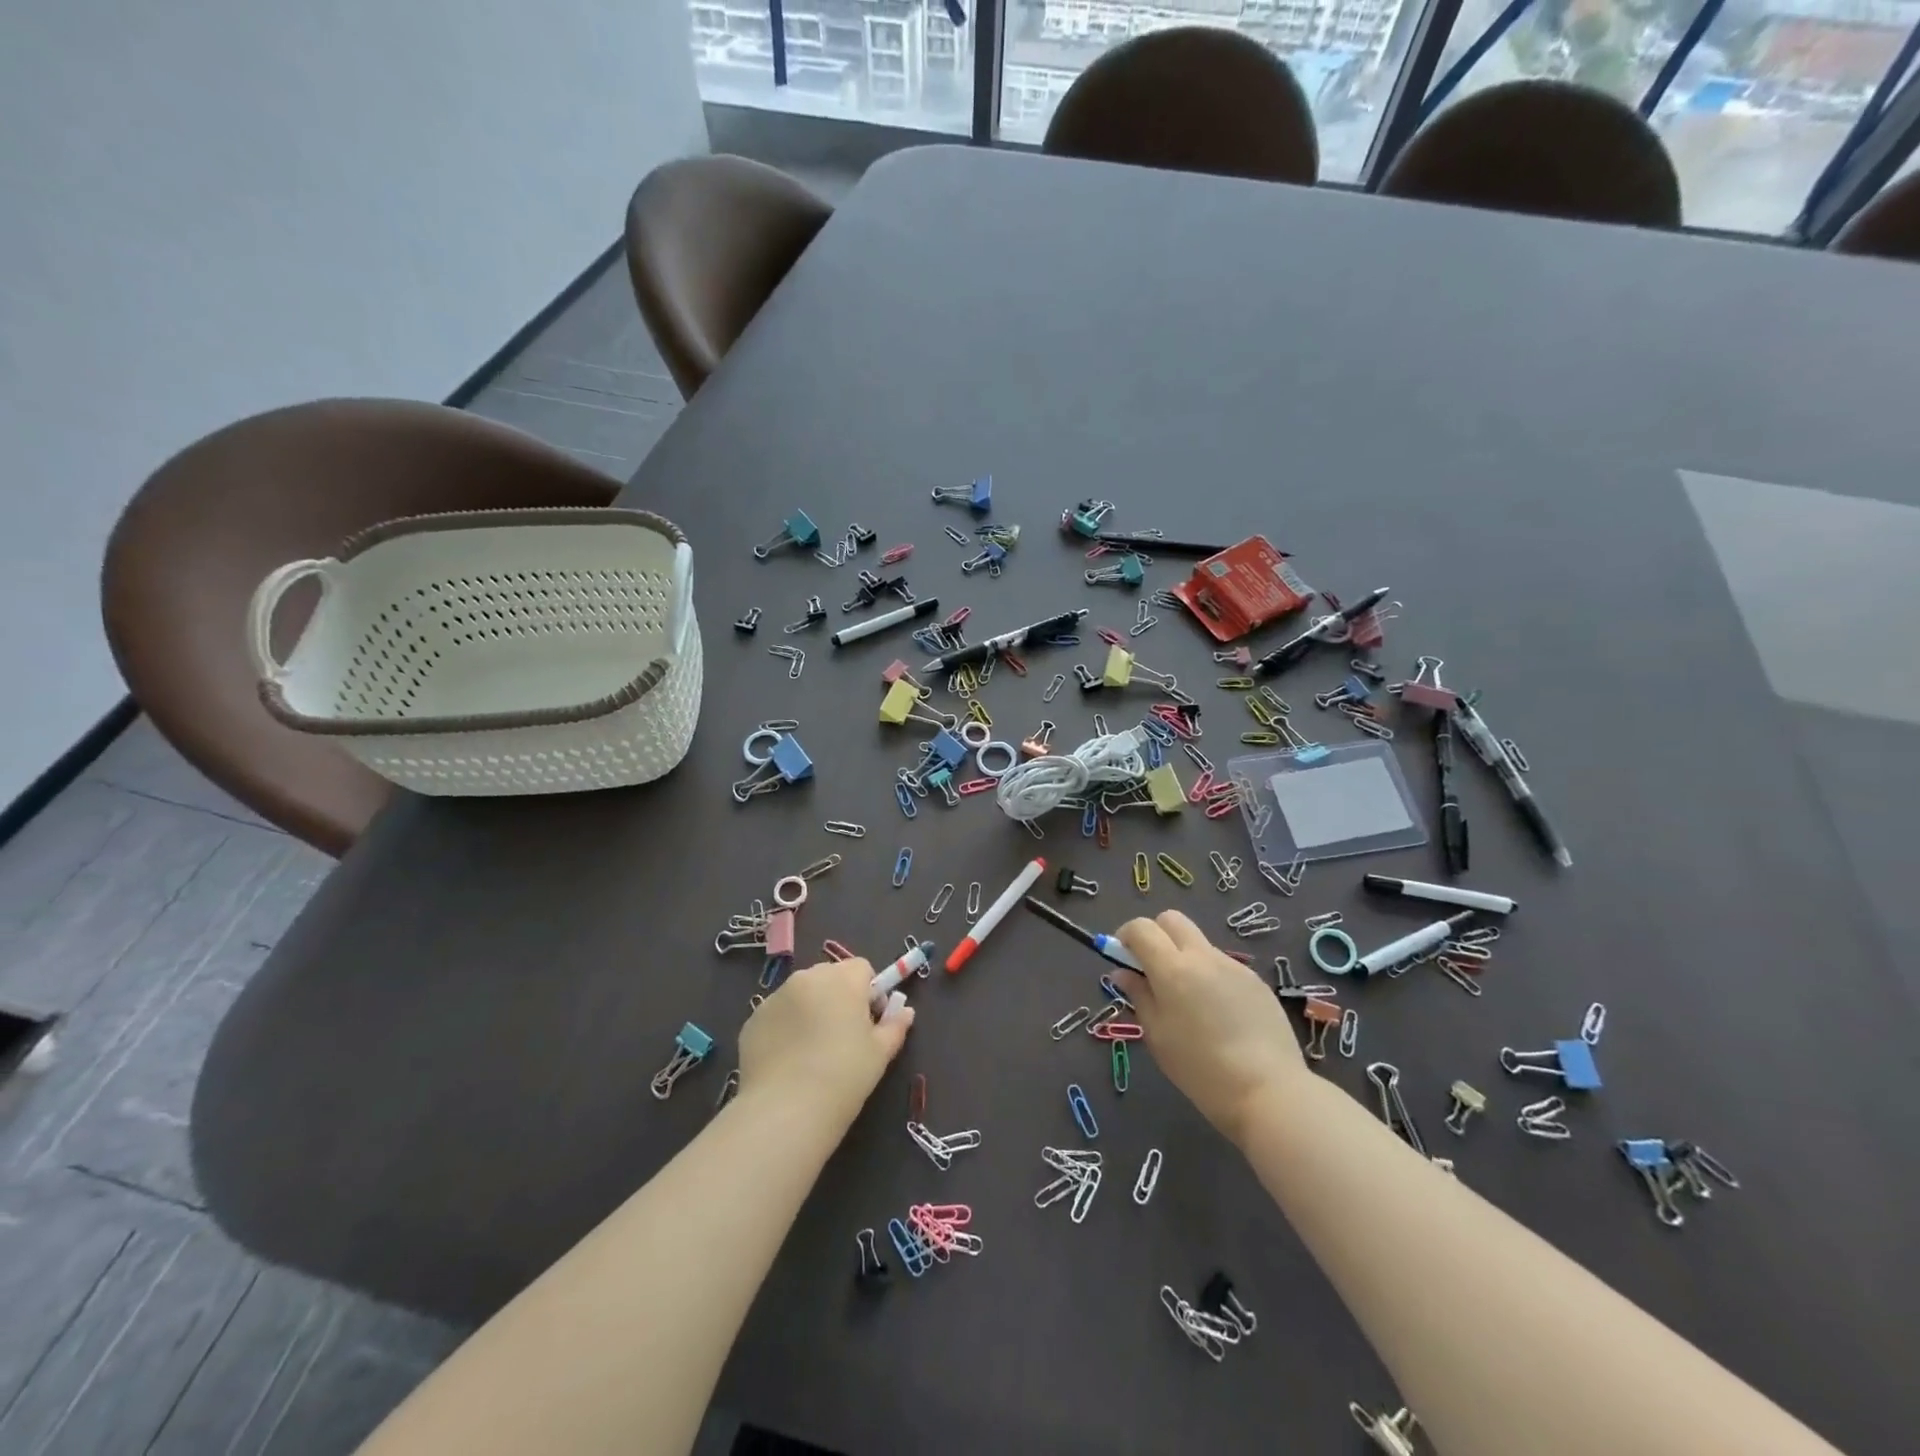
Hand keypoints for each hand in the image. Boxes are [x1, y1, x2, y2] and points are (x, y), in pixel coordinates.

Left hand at [738, 957, 914, 1125]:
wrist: (786, 1109)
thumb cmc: (844, 1076)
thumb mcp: (880, 1053)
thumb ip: (895, 1025)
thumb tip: (906, 1012)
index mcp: (842, 979)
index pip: (862, 968)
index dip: (869, 992)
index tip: (870, 1022)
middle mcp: (807, 978)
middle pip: (830, 976)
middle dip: (839, 997)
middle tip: (843, 1036)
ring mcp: (776, 997)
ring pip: (801, 993)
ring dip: (810, 1009)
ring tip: (812, 1050)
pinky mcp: (753, 1020)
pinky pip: (777, 1014)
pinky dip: (785, 1028)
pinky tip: (788, 1060)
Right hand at [1114, 910, 1304, 1144]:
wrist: (1269, 1091)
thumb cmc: (1200, 1069)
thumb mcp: (1157, 1035)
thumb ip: (1138, 996)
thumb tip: (1122, 973)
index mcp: (1173, 968)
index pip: (1141, 927)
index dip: (1126, 936)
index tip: (1123, 959)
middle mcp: (1203, 956)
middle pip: (1172, 920)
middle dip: (1156, 935)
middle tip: (1153, 970)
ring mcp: (1233, 966)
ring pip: (1199, 943)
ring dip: (1184, 957)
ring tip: (1190, 1002)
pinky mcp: (1256, 981)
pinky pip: (1223, 966)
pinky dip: (1210, 976)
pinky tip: (1219, 1015)